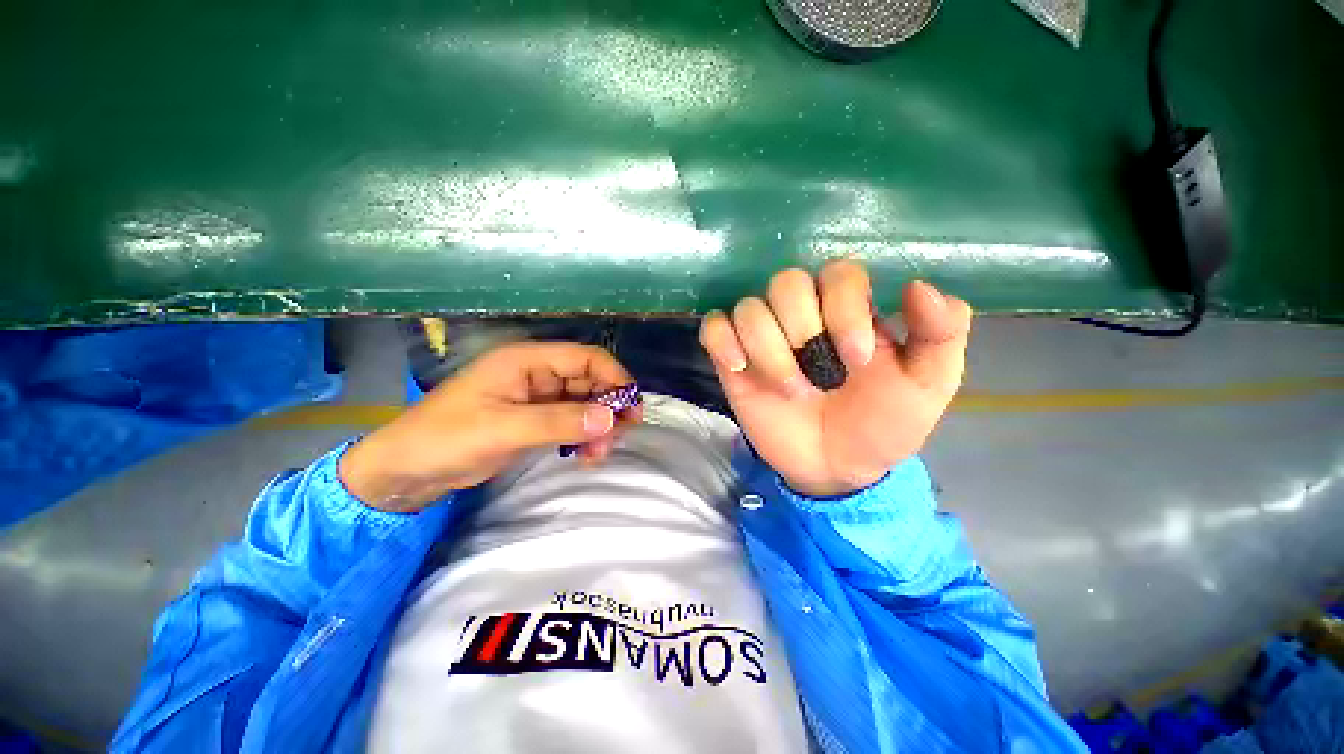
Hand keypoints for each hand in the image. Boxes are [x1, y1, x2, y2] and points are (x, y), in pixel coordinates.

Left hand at [339, 341, 640, 511]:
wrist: (406, 470)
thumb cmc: (446, 438)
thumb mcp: (504, 428)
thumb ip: (559, 421)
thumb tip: (610, 419)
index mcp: (528, 360)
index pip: (586, 357)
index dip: (614, 378)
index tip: (631, 408)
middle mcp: (537, 373)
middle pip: (590, 381)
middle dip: (607, 408)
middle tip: (616, 438)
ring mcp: (537, 397)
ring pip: (584, 403)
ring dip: (597, 426)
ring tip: (597, 455)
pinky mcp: (535, 419)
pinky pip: (571, 421)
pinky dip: (583, 436)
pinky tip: (584, 455)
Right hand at [699, 261, 971, 497]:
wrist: (836, 467)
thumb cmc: (881, 424)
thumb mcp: (927, 386)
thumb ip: (939, 335)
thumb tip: (920, 286)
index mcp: (848, 310)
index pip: (839, 273)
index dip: (844, 307)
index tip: (858, 359)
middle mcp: (803, 314)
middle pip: (785, 283)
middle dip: (801, 328)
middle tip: (818, 376)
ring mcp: (763, 336)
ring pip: (749, 307)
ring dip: (767, 349)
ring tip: (790, 390)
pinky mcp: (733, 359)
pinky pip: (714, 328)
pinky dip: (721, 341)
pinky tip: (737, 368)